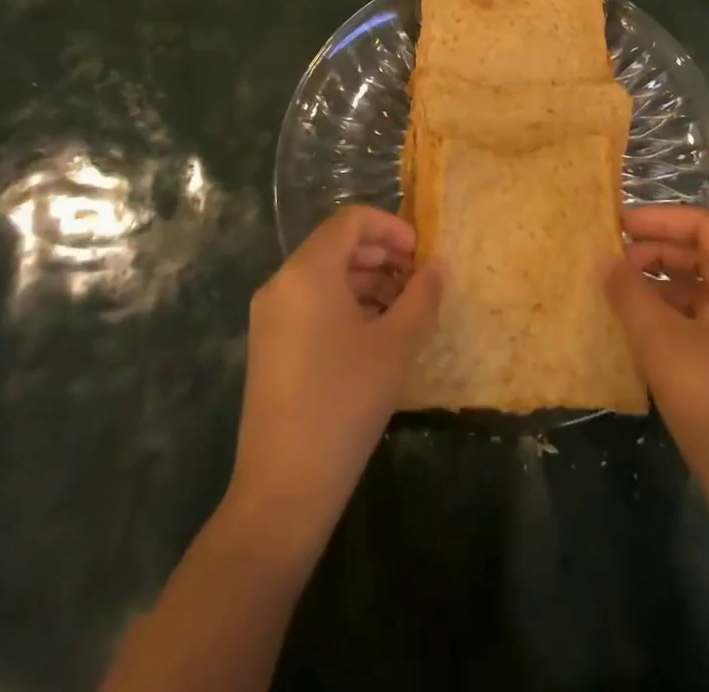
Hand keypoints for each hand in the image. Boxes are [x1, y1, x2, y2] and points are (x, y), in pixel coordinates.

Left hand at [229, 206, 444, 553]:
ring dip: (368, 282)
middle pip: (337, 245)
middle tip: (419, 282)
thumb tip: (438, 266)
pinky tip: (375, 336)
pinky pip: (312, 303)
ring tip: (404, 311)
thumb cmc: (345, 403)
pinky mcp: (269, 345)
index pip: (351, 220)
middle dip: (382, 255)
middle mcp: (282, 283)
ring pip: (326, 276)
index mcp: (308, 271)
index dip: (391, 227)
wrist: (283, 488)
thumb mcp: (396, 346)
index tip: (421, 254)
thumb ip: (422, 297)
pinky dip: (346, 305)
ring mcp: (271, 315)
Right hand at [604, 207, 708, 519]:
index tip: (616, 224)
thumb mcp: (661, 343)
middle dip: (658, 252)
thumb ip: (629, 292)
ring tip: (623, 295)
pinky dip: (681, 315)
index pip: (704, 225)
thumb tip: (606, 259)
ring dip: (666, 285)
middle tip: (613, 261)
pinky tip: (648, 332)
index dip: (657, 218)